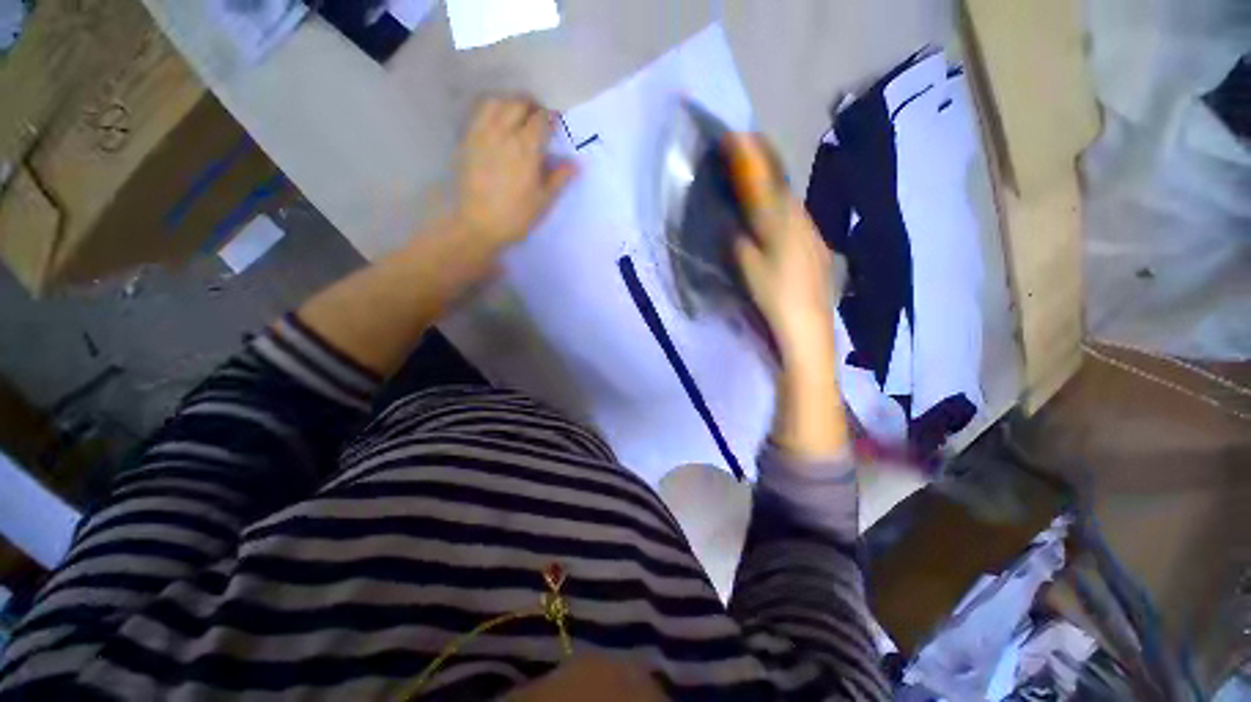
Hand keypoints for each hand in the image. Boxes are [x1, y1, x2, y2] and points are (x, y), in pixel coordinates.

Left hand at [453, 96, 577, 248]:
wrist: (478, 225)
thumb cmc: (516, 216)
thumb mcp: (543, 200)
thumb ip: (560, 178)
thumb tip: (577, 164)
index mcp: (526, 149)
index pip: (541, 119)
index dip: (550, 119)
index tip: (555, 128)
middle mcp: (504, 133)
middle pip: (519, 103)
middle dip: (532, 107)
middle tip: (539, 121)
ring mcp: (482, 134)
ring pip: (497, 102)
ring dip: (511, 103)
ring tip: (518, 117)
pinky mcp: (467, 139)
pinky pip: (479, 112)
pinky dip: (492, 110)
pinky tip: (498, 124)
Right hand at [728, 135, 839, 366]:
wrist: (808, 324)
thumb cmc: (775, 295)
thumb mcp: (749, 268)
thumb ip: (740, 242)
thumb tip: (735, 226)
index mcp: (782, 222)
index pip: (764, 182)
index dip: (751, 158)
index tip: (736, 136)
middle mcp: (801, 220)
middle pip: (780, 187)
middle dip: (763, 165)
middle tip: (744, 151)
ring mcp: (812, 234)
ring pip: (789, 203)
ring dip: (772, 186)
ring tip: (758, 177)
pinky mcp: (816, 248)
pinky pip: (796, 219)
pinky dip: (783, 209)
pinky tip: (777, 217)